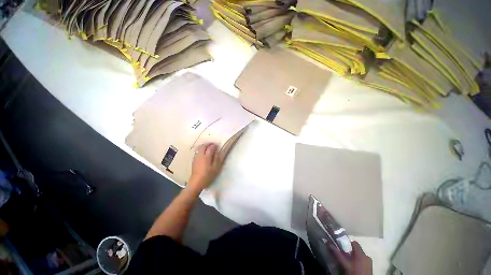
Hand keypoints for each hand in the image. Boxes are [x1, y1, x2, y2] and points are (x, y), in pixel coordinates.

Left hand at [188, 143, 223, 190]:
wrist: (196, 182)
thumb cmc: (208, 175)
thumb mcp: (215, 168)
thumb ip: (217, 159)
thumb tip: (217, 151)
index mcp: (206, 157)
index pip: (210, 148)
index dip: (214, 146)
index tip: (217, 145)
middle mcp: (200, 155)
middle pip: (203, 146)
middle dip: (208, 144)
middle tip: (212, 144)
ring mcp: (196, 157)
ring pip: (199, 148)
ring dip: (204, 146)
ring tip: (208, 147)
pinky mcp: (193, 160)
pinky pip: (197, 151)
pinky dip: (201, 149)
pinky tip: (203, 153)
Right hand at [329, 241, 371, 274]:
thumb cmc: (354, 272)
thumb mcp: (345, 264)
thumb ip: (337, 253)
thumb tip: (328, 242)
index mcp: (361, 254)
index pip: (354, 243)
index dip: (347, 243)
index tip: (341, 246)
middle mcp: (367, 256)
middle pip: (356, 249)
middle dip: (349, 250)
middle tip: (343, 255)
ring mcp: (369, 262)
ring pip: (359, 255)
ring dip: (353, 256)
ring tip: (347, 261)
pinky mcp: (370, 267)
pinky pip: (362, 260)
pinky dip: (357, 261)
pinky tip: (353, 266)